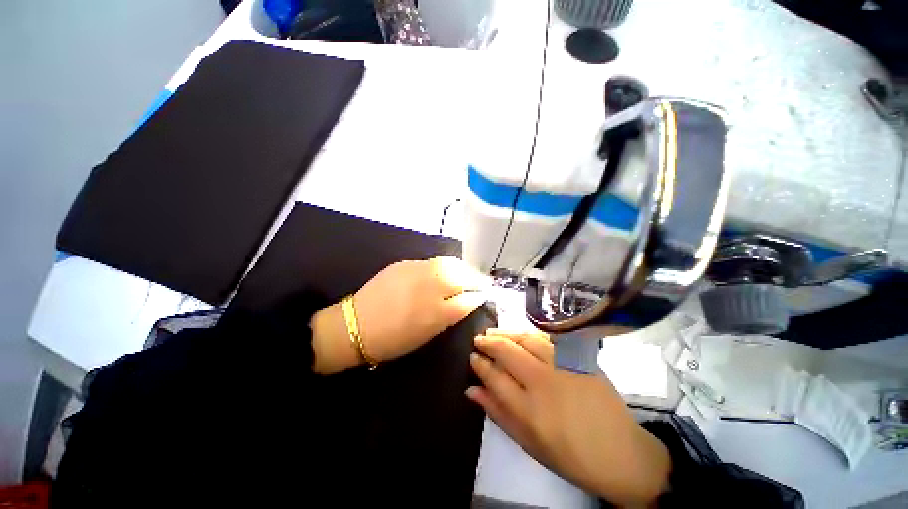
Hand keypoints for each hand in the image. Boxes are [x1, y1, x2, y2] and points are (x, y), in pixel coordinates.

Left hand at [310, 257, 489, 373]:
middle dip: (476, 279)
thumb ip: (449, 315)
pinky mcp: (406, 263)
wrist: (357, 325)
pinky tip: (445, 271)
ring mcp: (418, 271)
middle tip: (480, 282)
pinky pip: (433, 262)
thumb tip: (465, 302)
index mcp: (438, 312)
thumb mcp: (428, 334)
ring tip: (466, 274)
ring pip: (450, 264)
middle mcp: (432, 287)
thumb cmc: (394, 340)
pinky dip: (445, 266)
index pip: (469, 299)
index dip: (479, 296)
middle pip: (463, 277)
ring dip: (463, 269)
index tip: (483, 295)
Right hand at [467, 330, 670, 506]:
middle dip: (487, 342)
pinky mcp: (580, 358)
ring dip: (506, 333)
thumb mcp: (527, 443)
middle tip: (478, 339)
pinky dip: (529, 334)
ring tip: (493, 332)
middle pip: (507, 351)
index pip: (494, 375)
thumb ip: (497, 413)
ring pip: (526, 338)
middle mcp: (544, 381)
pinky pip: (548, 339)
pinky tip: (520, 335)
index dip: (479, 363)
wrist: (621, 453)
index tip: (472, 356)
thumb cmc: (570, 456)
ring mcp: (564, 365)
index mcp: (529, 409)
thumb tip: (471, 389)